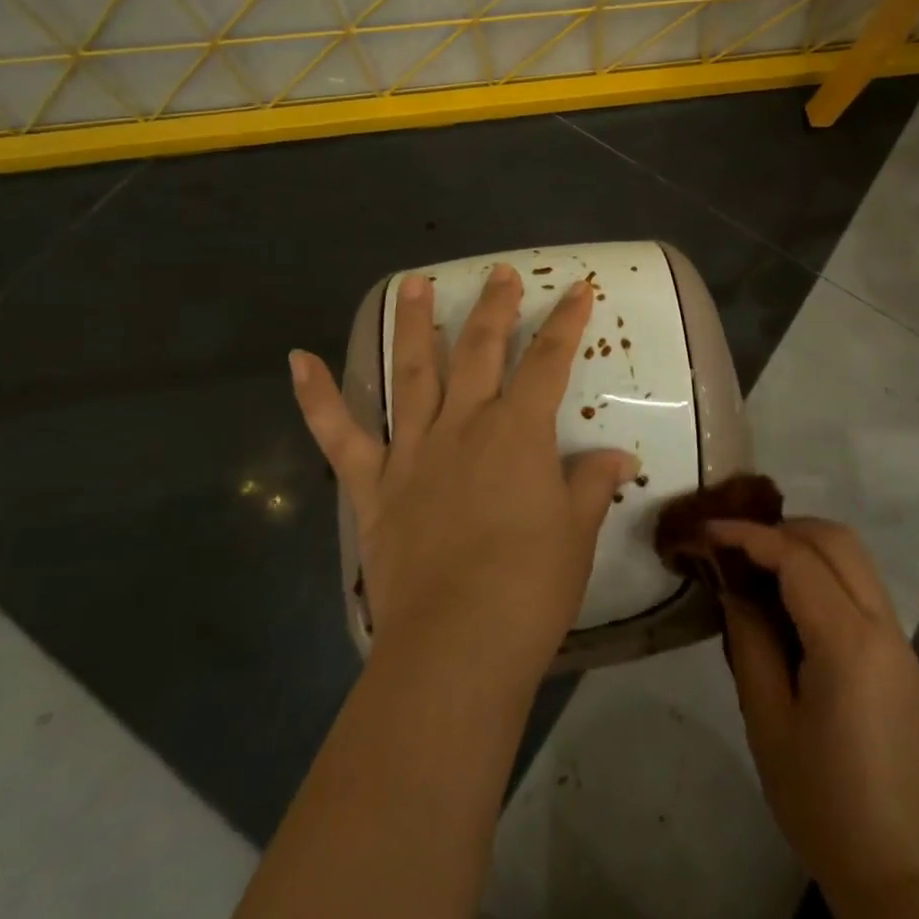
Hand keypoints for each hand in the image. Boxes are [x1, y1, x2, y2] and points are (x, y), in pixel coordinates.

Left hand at [290, 265, 640, 678]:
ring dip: (413, 324)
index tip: (578, 288)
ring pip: (412, 372)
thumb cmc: (530, 587)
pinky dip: (316, 398)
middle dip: (494, 307)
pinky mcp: (374, 485)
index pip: (550, 361)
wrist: (456, 646)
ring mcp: (413, 450)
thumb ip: (593, 485)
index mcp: (518, 432)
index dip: (566, 321)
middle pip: (480, 350)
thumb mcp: (577, 532)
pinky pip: (340, 435)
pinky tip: (298, 359)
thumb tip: (619, 458)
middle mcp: (464, 424)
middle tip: (499, 273)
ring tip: (413, 283)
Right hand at [710, 518, 918, 918]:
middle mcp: (882, 624)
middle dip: (782, 528)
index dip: (749, 535)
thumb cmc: (824, 803)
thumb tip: (734, 587)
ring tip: (760, 564)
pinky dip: (826, 569)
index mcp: (848, 642)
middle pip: (836, 540)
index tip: (709, 529)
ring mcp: (898, 637)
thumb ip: (750, 642)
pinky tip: (792, 597)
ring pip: (854, 556)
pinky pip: (862, 584)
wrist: (903, 871)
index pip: (796, 558)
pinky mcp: (901, 653)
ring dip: (807, 544)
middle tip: (737, 545)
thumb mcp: (768, 724)